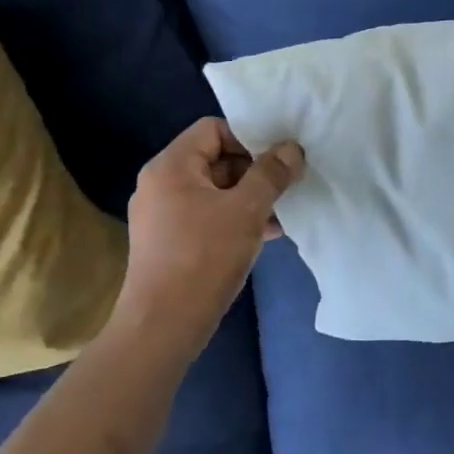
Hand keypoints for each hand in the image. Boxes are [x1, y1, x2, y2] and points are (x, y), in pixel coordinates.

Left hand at [118, 118, 304, 339]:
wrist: (163, 325)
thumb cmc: (204, 257)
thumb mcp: (247, 210)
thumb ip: (271, 174)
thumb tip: (292, 148)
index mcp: (171, 166)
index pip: (213, 128)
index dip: (249, 138)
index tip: (277, 161)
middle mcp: (161, 183)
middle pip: (216, 158)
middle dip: (254, 172)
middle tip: (285, 189)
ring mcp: (163, 214)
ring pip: (216, 190)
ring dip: (250, 198)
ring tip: (282, 214)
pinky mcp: (170, 241)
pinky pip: (208, 215)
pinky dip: (235, 219)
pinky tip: (266, 235)